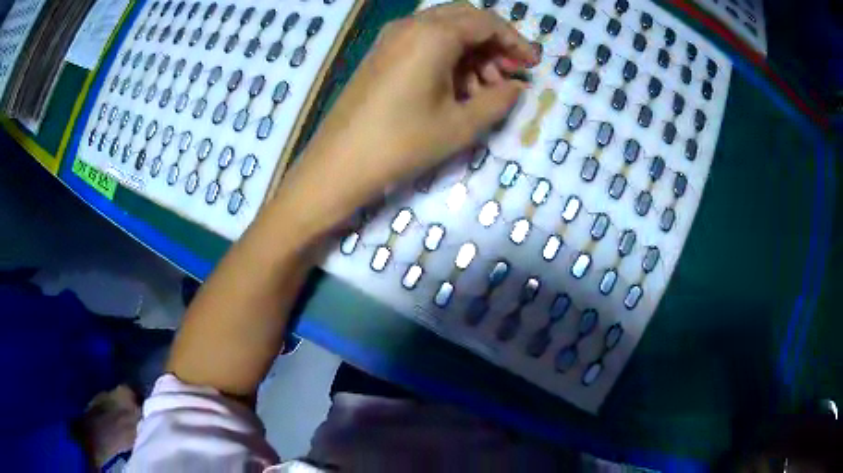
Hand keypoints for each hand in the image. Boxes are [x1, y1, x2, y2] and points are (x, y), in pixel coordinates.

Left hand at [277, 3, 537, 233]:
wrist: (338, 164)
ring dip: (472, 52)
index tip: (533, 65)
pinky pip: (424, 42)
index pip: (486, 22)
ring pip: (445, 30)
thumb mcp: (460, 125)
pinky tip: (456, 88)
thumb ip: (498, 101)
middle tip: (510, 75)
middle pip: (466, 19)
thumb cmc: (401, 143)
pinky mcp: (381, 53)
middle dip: (494, 43)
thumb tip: (518, 87)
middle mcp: (411, 25)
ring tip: (485, 90)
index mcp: (433, 35)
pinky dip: (448, 57)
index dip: (515, 42)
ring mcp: (391, 37)